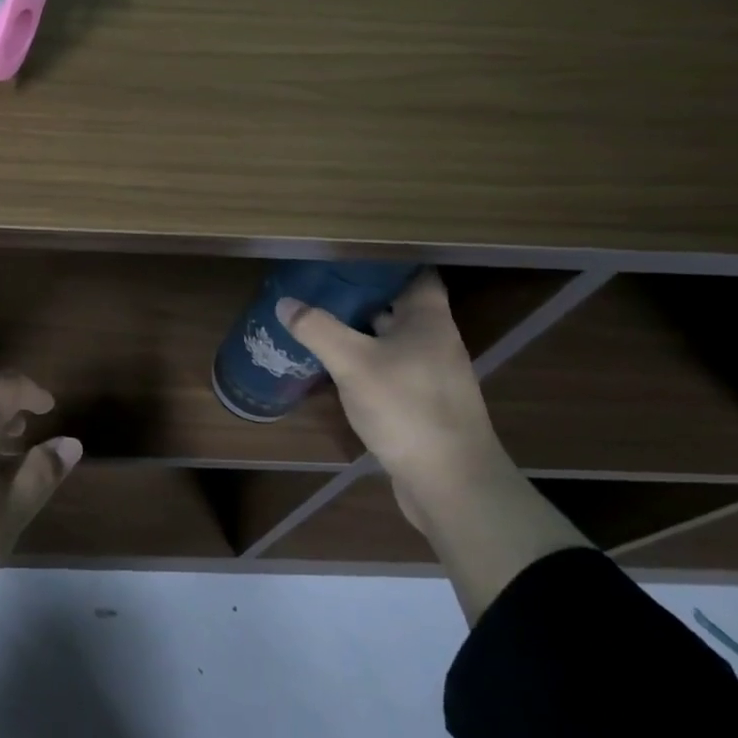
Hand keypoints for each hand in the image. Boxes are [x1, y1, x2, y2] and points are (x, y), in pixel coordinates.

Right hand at [276, 271, 503, 506]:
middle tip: (320, 282)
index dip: (386, 261)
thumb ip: (318, 329)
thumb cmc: (408, 409)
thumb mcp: (353, 363)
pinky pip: (389, 369)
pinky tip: (335, 365)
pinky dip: (365, 361)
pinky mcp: (422, 404)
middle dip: (363, 293)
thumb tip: (285, 302)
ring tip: (319, 318)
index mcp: (429, 321)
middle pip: (400, 306)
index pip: (416, 274)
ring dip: (361, 329)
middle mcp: (435, 342)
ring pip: (392, 339)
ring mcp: (431, 375)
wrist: (452, 485)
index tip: (349, 253)